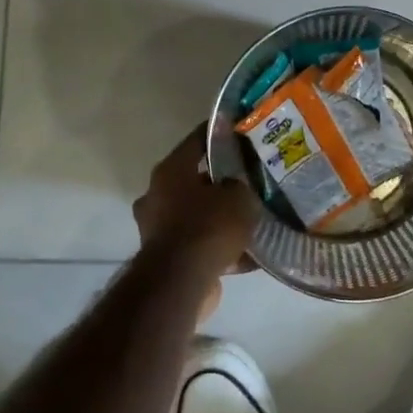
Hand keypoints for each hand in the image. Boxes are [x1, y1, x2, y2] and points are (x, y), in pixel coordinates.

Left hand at [133, 126, 259, 314]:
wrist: (181, 281)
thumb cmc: (207, 225)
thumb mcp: (239, 196)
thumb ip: (241, 185)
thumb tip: (237, 188)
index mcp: (170, 171)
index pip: (196, 141)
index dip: (219, 133)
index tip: (239, 130)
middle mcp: (158, 196)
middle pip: (196, 181)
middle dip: (222, 183)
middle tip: (251, 182)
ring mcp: (159, 228)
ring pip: (198, 215)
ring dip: (221, 218)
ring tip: (254, 220)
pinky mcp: (167, 258)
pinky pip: (201, 246)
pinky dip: (221, 248)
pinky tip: (251, 254)